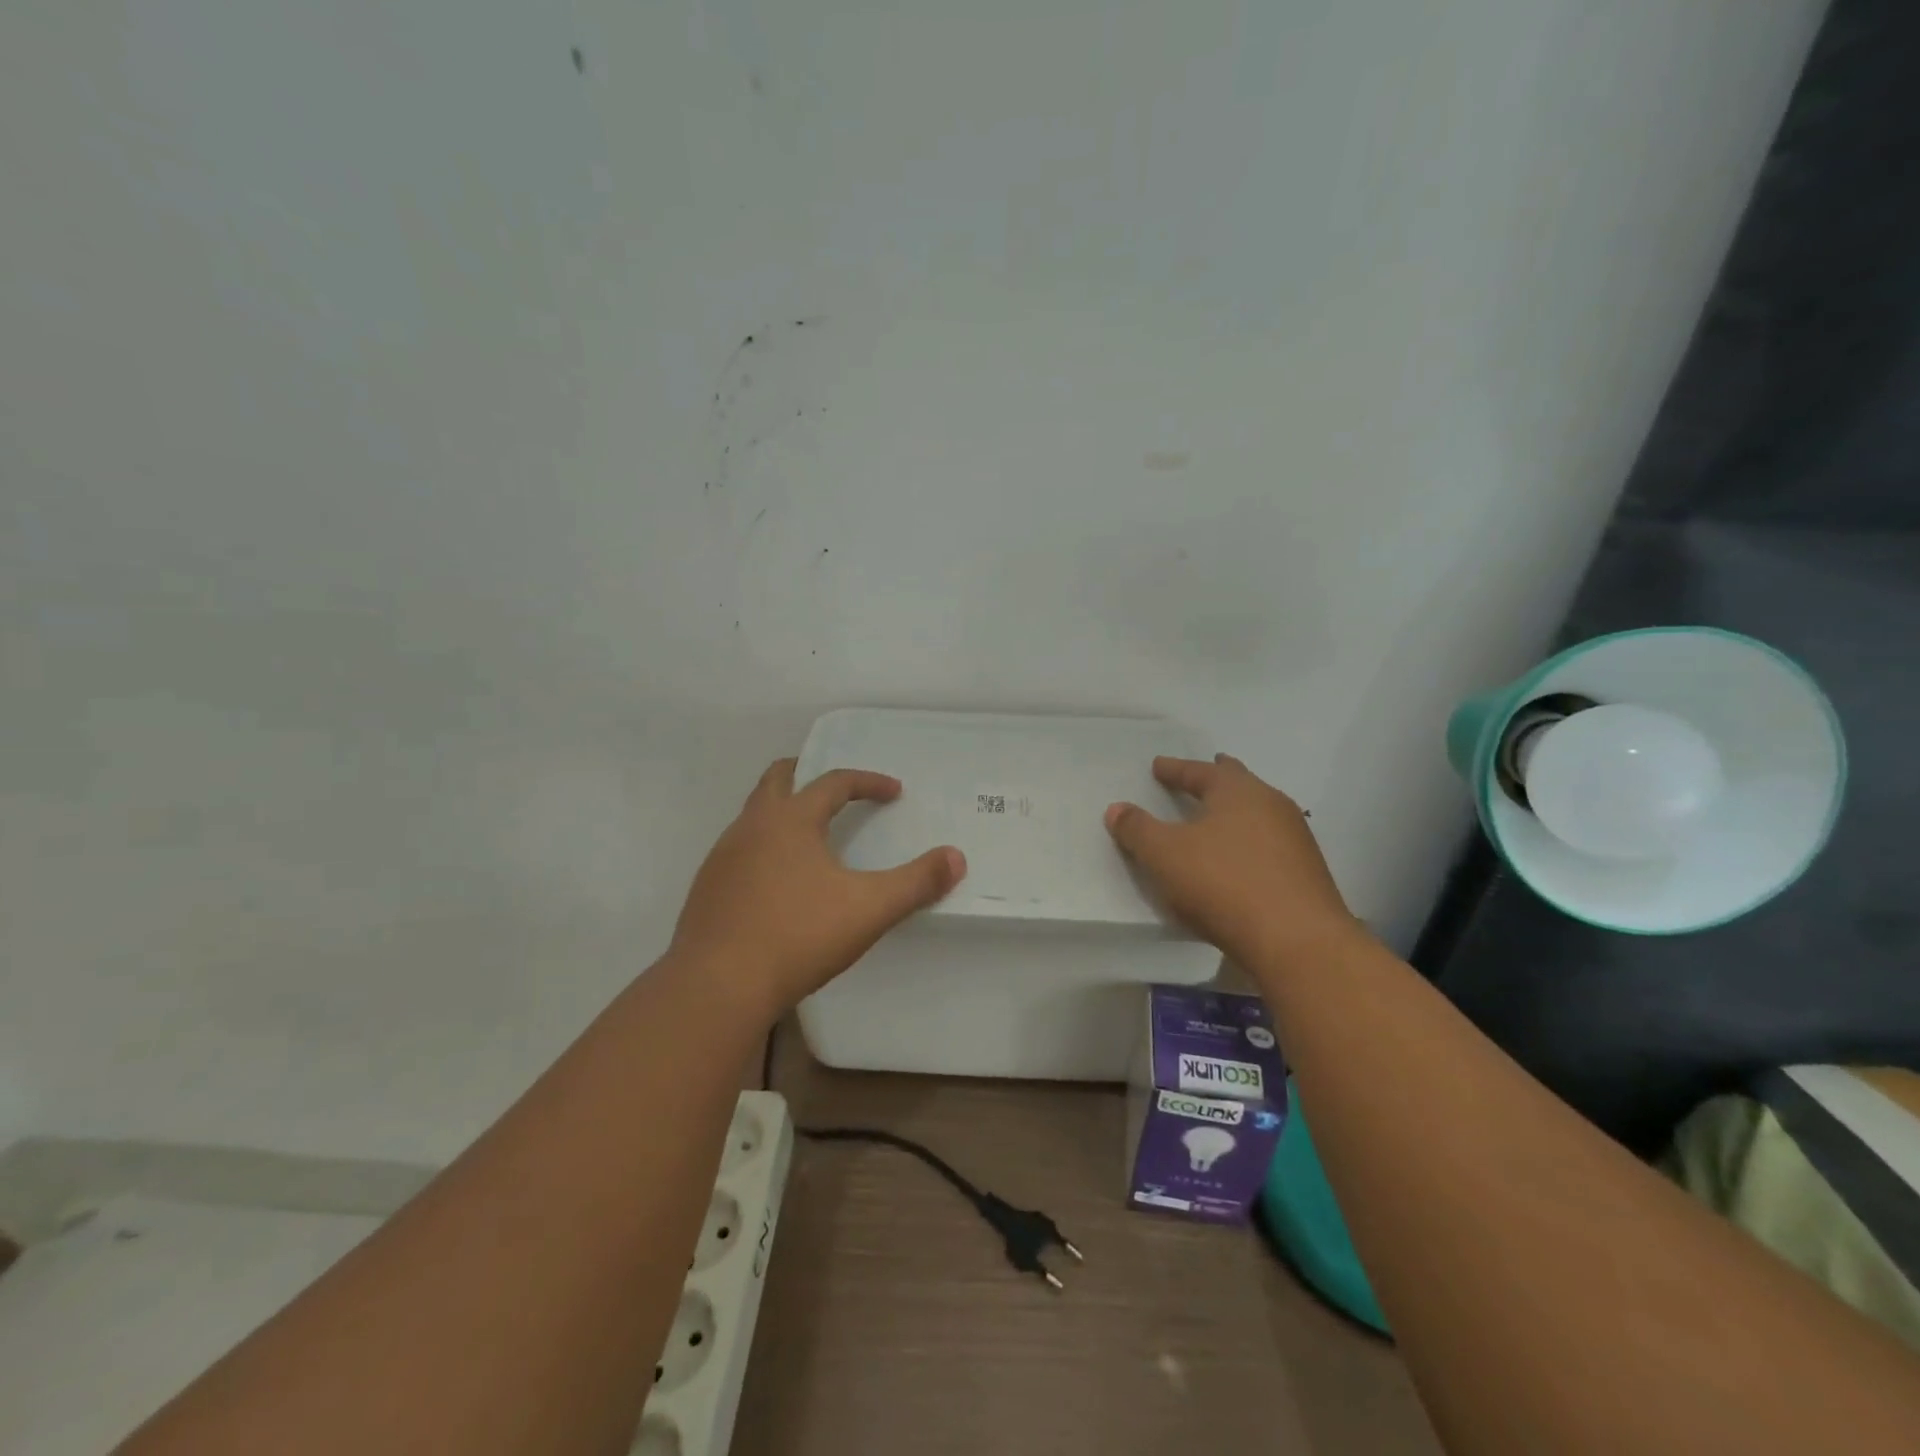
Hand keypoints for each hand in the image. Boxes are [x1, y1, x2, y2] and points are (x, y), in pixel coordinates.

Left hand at [670, 759, 965, 1019]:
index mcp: (790, 819)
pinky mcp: (707, 889)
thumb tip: (956, 858)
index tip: (894, 792)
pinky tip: (779, 884)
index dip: (868, 782)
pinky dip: (764, 849)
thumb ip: (916, 883)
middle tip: (837, 790)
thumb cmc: (798, 936)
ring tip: (811, 840)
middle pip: (778, 779)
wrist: (717, 987)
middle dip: (808, 775)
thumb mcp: (869, 909)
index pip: (833, 782)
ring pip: (754, 815)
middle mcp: (751, 826)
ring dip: (784, 813)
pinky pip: (739, 851)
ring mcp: (722, 857)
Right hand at [1106, 754, 1356, 967]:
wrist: (1297, 941)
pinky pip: (1269, 845)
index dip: (1175, 769)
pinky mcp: (1306, 873)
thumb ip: (1137, 829)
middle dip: (1216, 779)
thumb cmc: (1223, 883)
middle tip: (1200, 776)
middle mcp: (1271, 805)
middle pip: (1238, 783)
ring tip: (1217, 819)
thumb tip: (1116, 809)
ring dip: (1235, 812)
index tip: (1158, 766)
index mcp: (1237, 791)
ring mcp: (1295, 839)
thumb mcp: (1164, 855)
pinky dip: (1249, 843)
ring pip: (1258, 814)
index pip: (1200, 771)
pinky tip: (1240, 859)